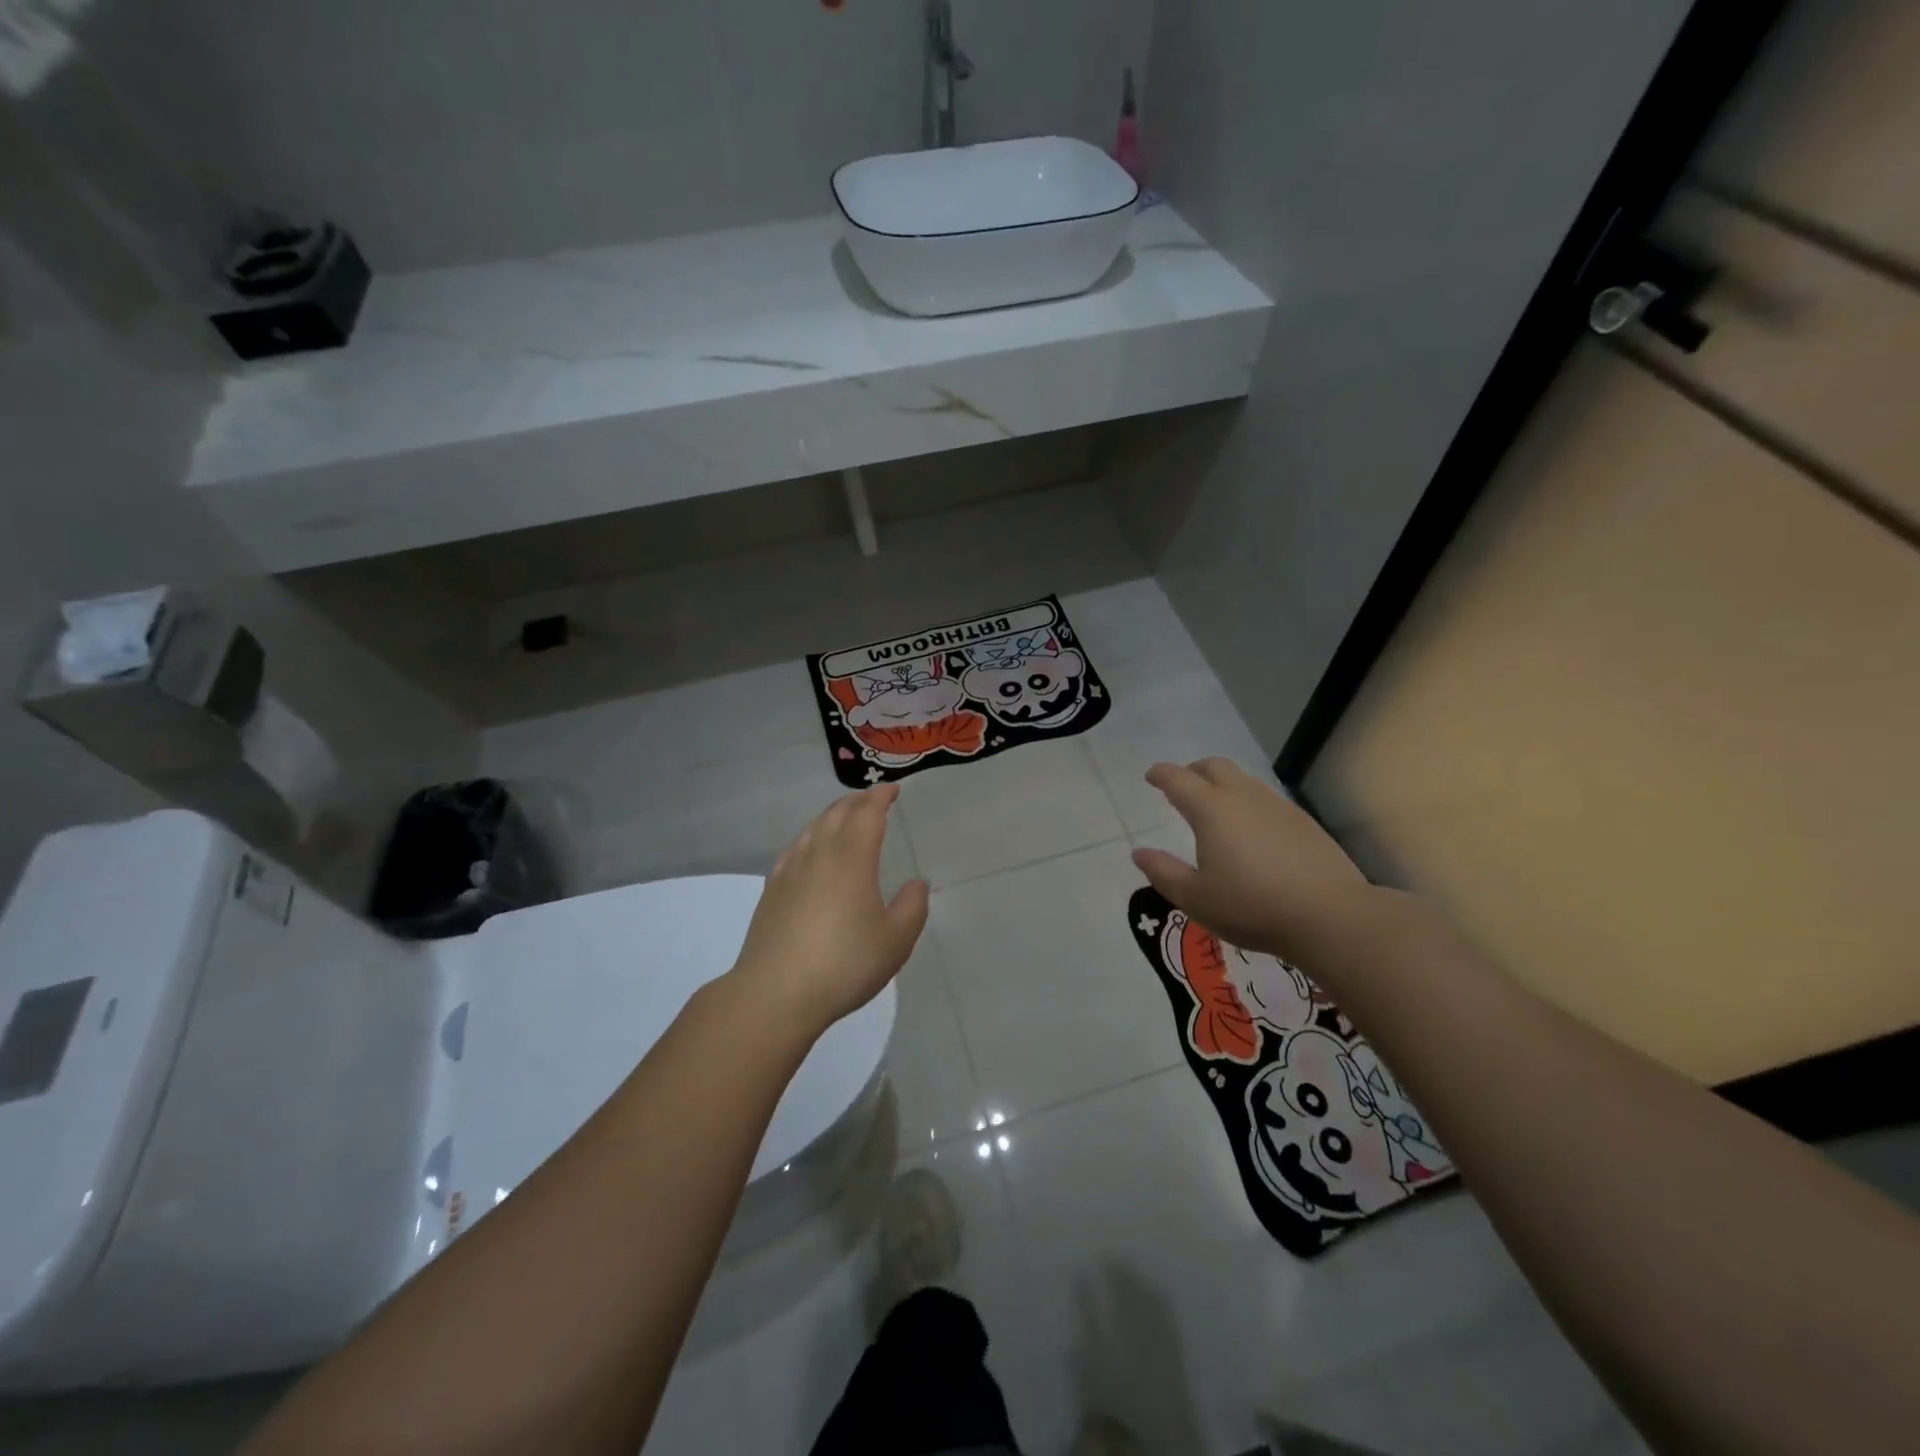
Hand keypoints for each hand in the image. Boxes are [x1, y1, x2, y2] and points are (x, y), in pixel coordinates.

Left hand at [728, 783, 928, 1036]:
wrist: (776, 993)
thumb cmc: (845, 964)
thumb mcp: (896, 941)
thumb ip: (912, 907)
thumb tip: (917, 883)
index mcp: (852, 858)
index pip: (867, 813)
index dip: (881, 797)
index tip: (893, 789)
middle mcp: (819, 853)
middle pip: (837, 813)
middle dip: (857, 801)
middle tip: (873, 800)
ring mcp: (790, 870)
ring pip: (813, 828)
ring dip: (833, 816)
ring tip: (845, 819)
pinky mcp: (772, 890)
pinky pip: (795, 848)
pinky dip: (811, 838)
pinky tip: (811, 851)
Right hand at [1131, 758, 1375, 963]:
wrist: (1330, 916)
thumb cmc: (1252, 907)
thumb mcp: (1195, 898)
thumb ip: (1163, 872)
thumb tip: (1139, 853)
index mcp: (1211, 810)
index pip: (1178, 780)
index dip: (1161, 774)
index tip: (1151, 776)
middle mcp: (1243, 797)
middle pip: (1214, 767)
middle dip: (1193, 770)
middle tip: (1182, 786)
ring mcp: (1277, 806)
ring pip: (1243, 781)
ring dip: (1223, 784)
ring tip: (1216, 808)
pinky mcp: (1303, 822)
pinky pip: (1266, 799)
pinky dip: (1248, 802)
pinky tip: (1252, 830)